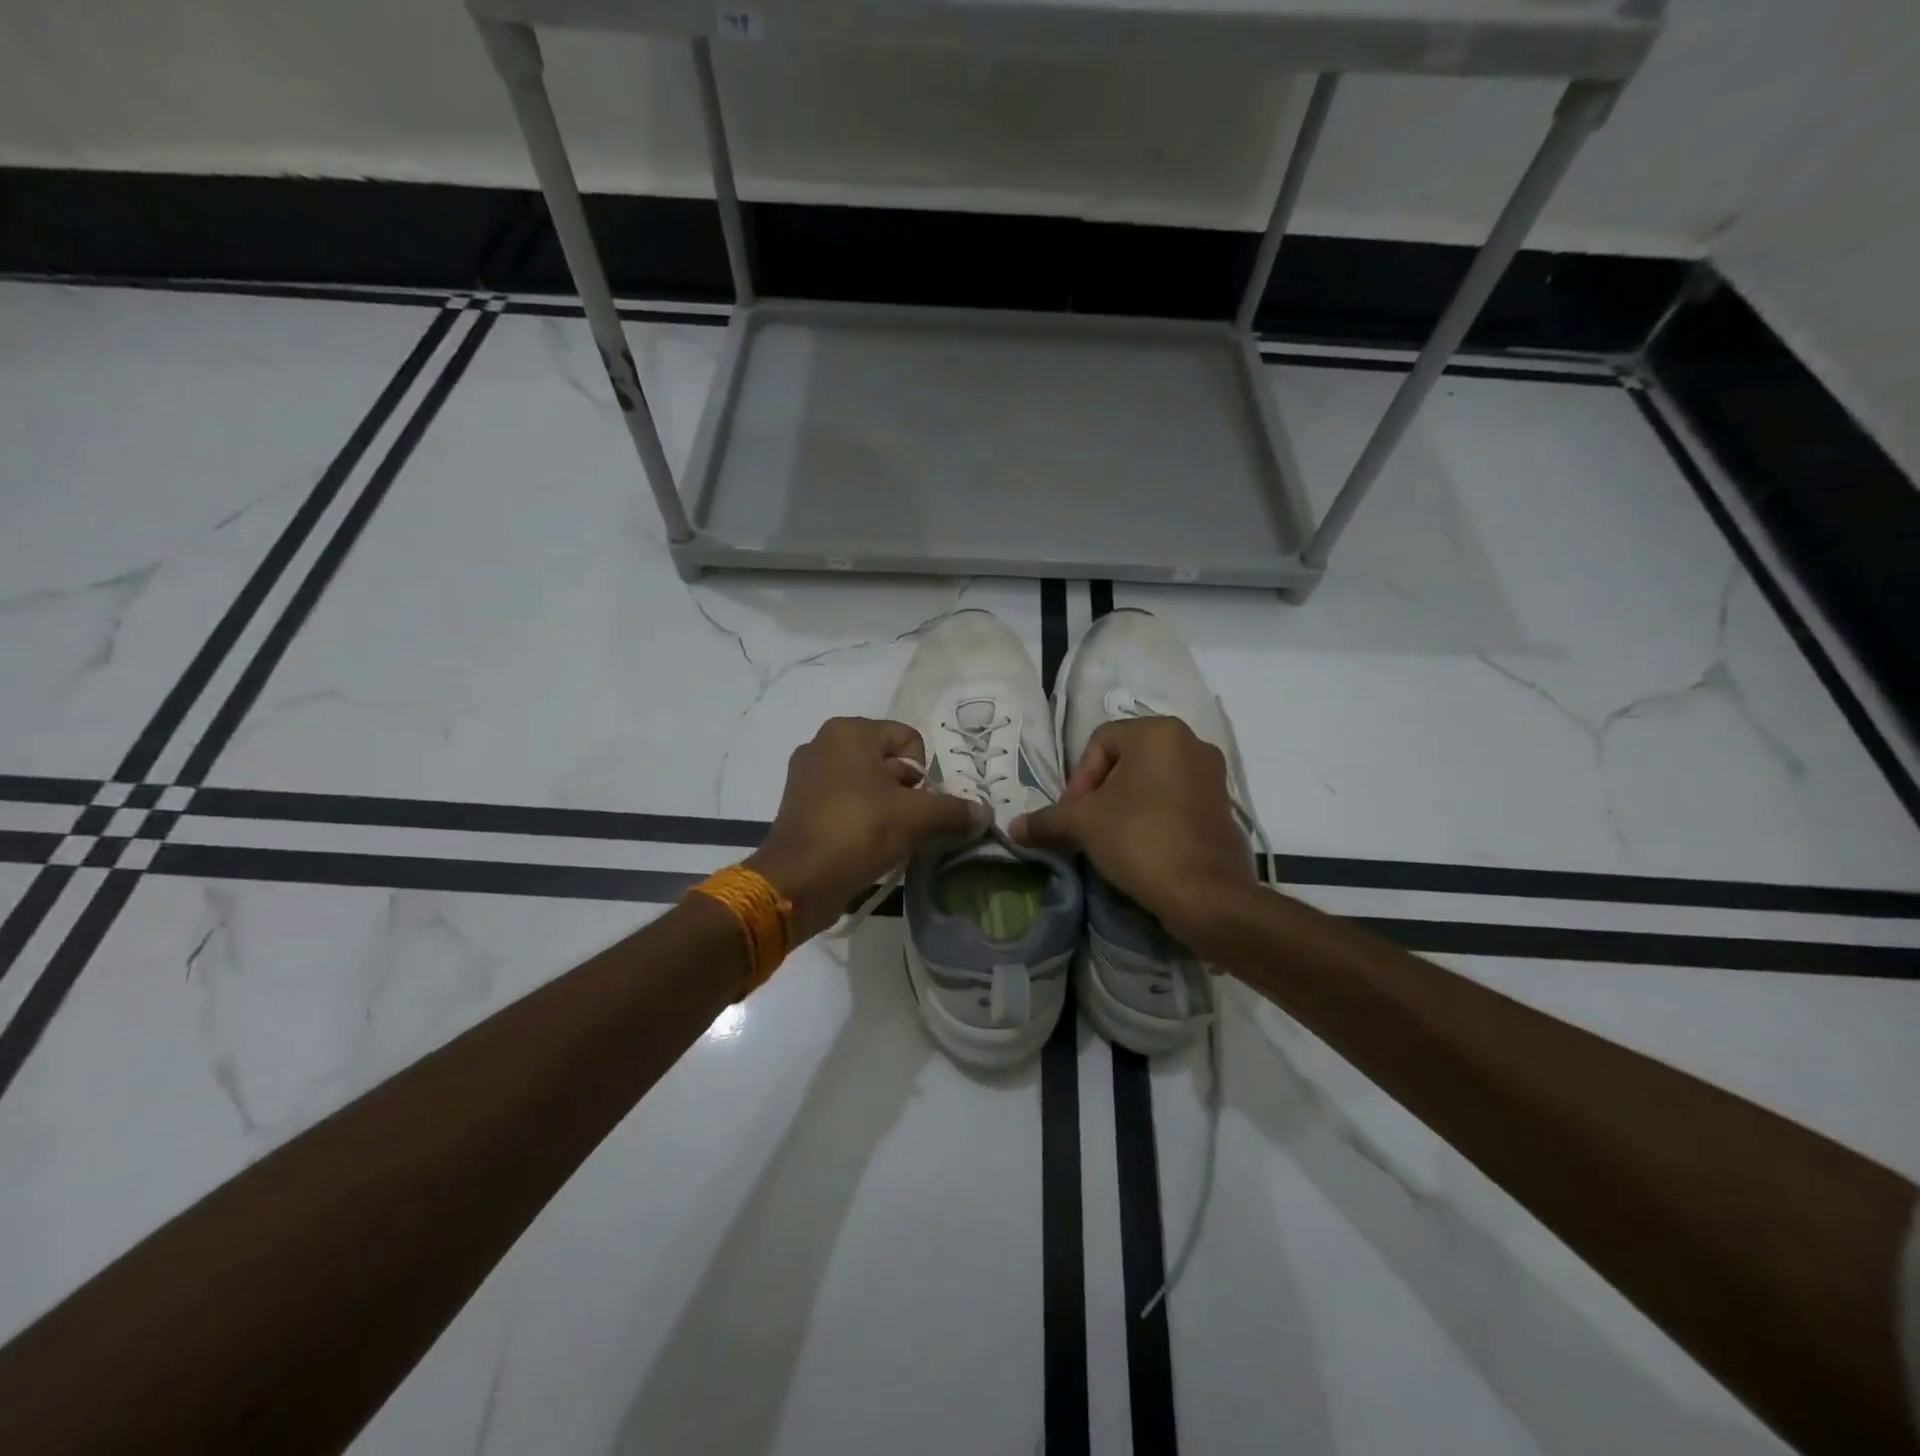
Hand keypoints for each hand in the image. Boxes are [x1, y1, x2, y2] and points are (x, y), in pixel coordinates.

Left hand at [748, 717, 985, 941]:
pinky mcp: (799, 806)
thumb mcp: (915, 818)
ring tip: (890, 840)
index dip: (923, 774)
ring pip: (868, 785)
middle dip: (907, 793)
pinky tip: (868, 847)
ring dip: (887, 810)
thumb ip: (953, 810)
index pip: (909, 740)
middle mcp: (824, 744)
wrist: (798, 882)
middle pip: (889, 762)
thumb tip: (982, 812)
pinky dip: (862, 820)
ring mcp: (806, 775)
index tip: (917, 806)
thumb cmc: (858, 832)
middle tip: (907, 825)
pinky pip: (846, 804)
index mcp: (848, 732)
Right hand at [1012, 717, 1256, 945]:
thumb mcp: (1082, 826)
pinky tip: (1142, 846)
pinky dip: (1154, 815)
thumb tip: (1012, 828)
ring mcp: (1213, 774)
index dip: (1078, 778)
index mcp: (1158, 732)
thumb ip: (1045, 820)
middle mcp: (1191, 742)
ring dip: (1125, 804)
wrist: (1206, 895)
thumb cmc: (1140, 840)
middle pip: (1126, 759)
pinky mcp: (1223, 806)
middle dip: (1100, 792)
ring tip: (1111, 838)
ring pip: (1152, 780)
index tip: (1074, 815)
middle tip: (1087, 826)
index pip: (1099, 742)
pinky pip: (1176, 799)